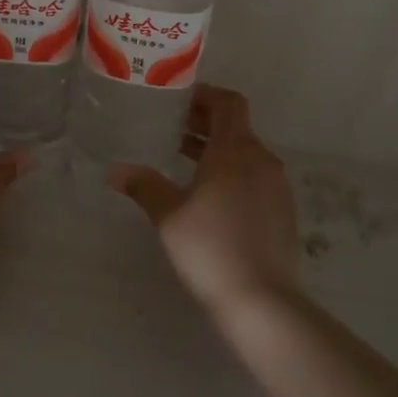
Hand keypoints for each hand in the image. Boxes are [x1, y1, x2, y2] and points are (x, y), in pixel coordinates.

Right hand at [109, 86, 301, 322]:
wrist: (262, 301)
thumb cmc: (211, 247)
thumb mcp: (168, 215)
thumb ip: (144, 185)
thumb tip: (115, 170)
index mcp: (235, 150)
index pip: (228, 103)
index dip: (205, 95)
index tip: (178, 100)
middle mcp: (261, 160)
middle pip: (236, 126)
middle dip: (205, 122)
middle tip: (171, 126)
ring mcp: (276, 186)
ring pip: (245, 153)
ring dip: (217, 149)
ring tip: (183, 159)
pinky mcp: (282, 211)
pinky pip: (255, 176)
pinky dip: (232, 172)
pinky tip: (208, 195)